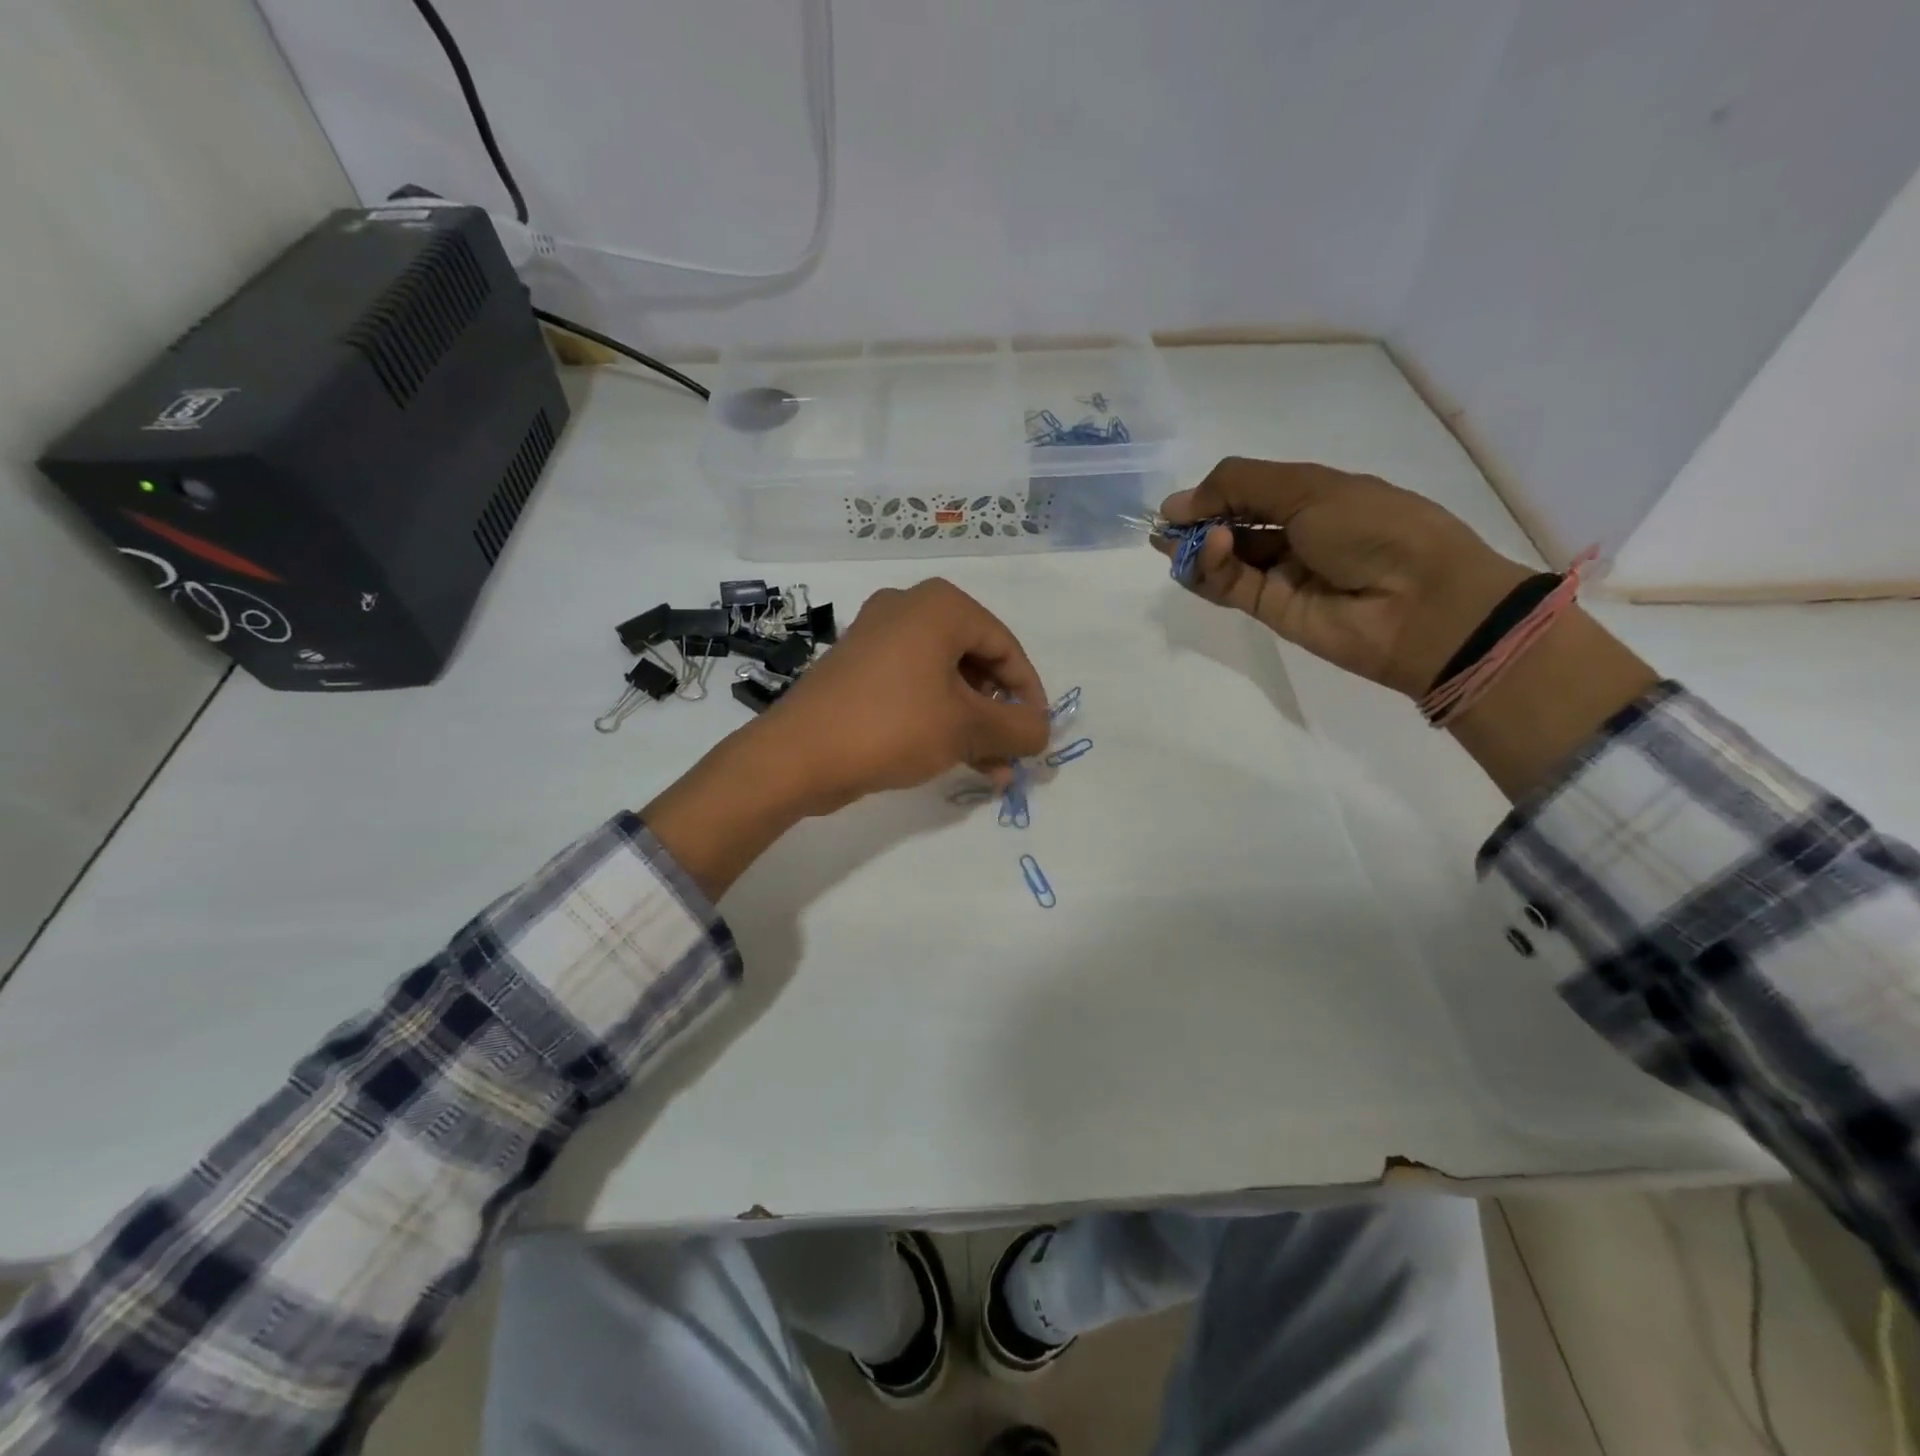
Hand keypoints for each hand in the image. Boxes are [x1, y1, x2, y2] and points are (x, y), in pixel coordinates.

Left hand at [762, 579, 1050, 813]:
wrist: (797, 755)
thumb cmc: (892, 726)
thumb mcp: (967, 728)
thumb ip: (1018, 728)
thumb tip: (1043, 732)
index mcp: (939, 606)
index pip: (1005, 646)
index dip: (1028, 694)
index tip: (1037, 734)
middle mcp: (908, 609)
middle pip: (976, 662)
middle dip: (999, 714)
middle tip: (1012, 753)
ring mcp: (878, 638)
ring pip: (945, 680)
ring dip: (973, 725)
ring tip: (992, 770)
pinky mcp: (859, 670)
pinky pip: (915, 689)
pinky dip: (939, 720)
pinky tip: (958, 761)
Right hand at [1157, 459, 1532, 697]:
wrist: (1418, 602)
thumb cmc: (1375, 527)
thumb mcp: (1308, 487)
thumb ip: (1239, 486)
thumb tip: (1176, 504)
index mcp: (1314, 496)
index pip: (1249, 490)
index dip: (1212, 494)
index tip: (1178, 503)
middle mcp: (1295, 533)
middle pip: (1232, 525)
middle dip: (1197, 522)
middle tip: (1165, 526)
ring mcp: (1282, 574)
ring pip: (1225, 559)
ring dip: (1199, 547)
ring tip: (1178, 540)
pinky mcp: (1270, 610)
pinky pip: (1229, 587)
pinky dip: (1211, 570)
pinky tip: (1207, 552)